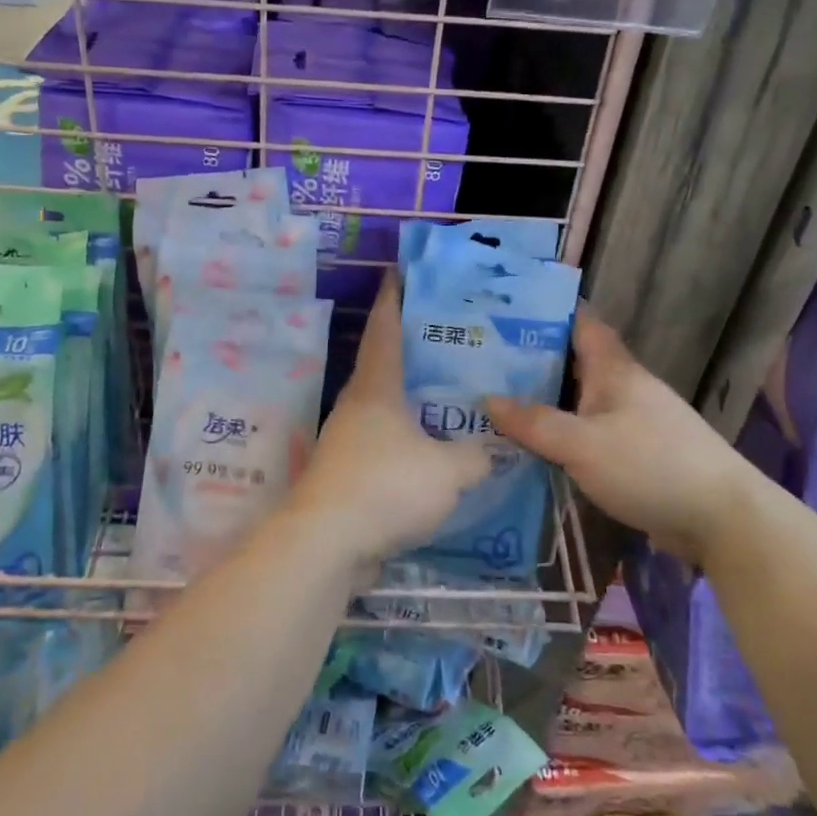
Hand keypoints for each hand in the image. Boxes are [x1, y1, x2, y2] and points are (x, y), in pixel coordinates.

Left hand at [290, 275, 490, 572]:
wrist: (326, 544)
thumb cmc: (386, 486)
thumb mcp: (448, 470)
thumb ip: (475, 455)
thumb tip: (490, 449)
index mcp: (376, 387)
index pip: (384, 328)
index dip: (393, 298)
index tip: (397, 272)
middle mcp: (356, 406)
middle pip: (383, 366)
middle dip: (410, 349)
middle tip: (446, 339)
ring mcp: (346, 442)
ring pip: (384, 409)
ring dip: (410, 402)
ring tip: (446, 399)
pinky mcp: (346, 475)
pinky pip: (383, 447)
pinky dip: (406, 442)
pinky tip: (430, 456)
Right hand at [487, 309, 766, 563]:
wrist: (722, 519)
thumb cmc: (649, 466)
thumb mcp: (582, 444)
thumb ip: (534, 423)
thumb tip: (487, 400)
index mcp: (613, 370)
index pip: (580, 324)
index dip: (547, 313)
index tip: (505, 313)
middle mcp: (623, 388)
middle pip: (573, 364)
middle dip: (532, 362)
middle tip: (483, 365)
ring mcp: (633, 421)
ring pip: (579, 402)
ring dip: (545, 403)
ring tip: (495, 406)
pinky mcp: (636, 454)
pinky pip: (588, 434)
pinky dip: (562, 435)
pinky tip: (533, 449)